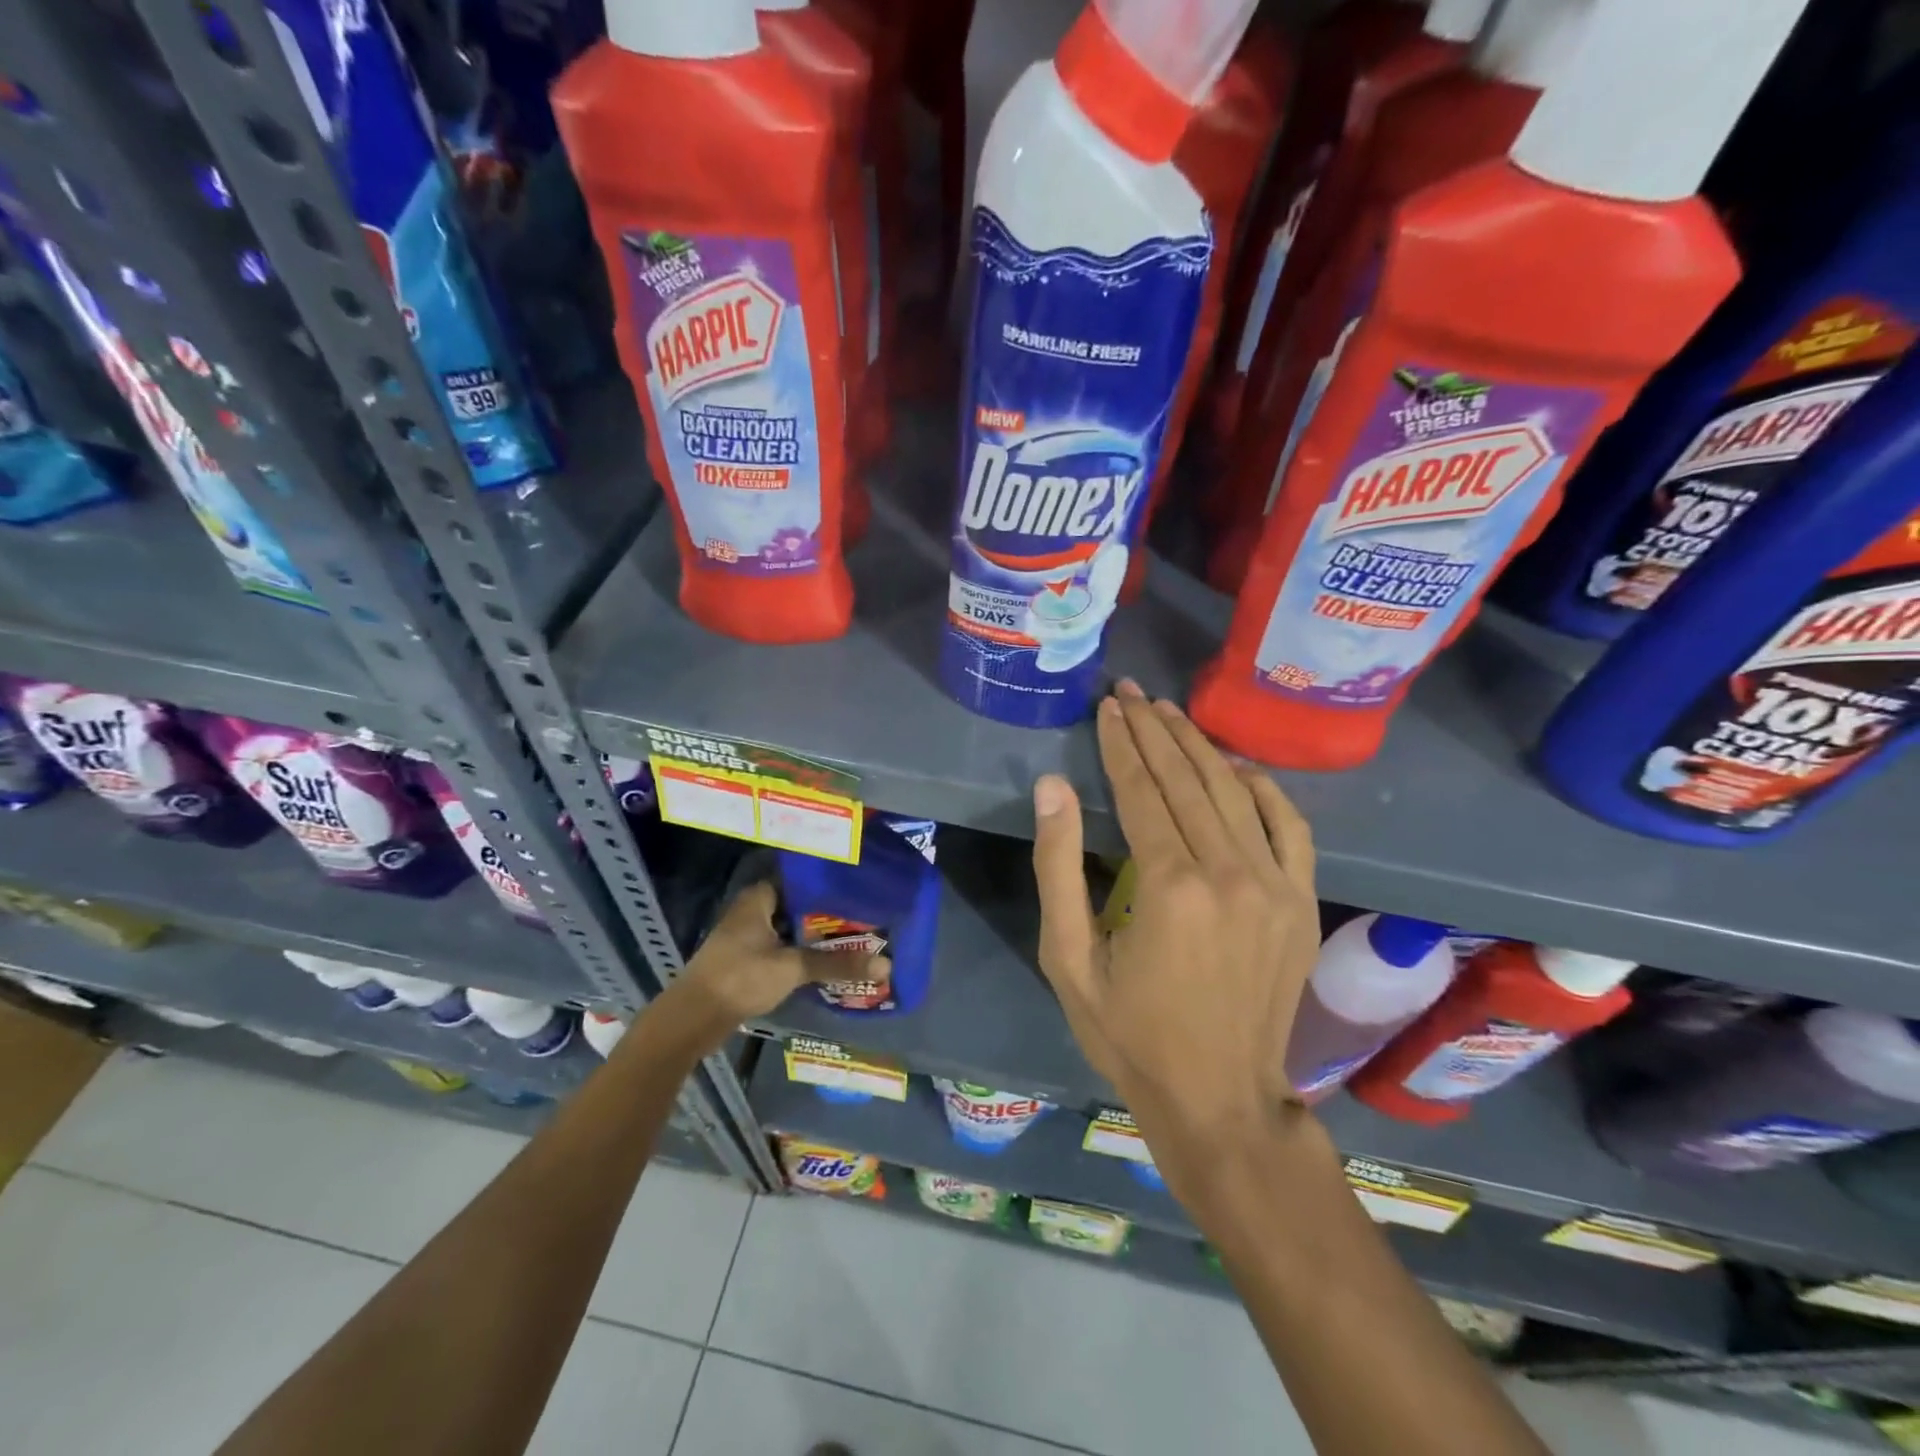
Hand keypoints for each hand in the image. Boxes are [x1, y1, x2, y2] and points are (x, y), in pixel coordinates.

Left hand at [679, 881, 880, 1022]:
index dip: (827, 883)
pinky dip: (801, 954)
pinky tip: (826, 962)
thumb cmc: (740, 978)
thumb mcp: (792, 968)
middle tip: (864, 916)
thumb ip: (836, 964)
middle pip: (797, 906)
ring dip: (814, 937)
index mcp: (757, 899)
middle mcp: (751, 912)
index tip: (858, 888)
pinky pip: (781, 949)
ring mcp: (746, 937)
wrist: (692, 1019)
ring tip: (853, 938)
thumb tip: (885, 964)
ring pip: (790, 930)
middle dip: (827, 914)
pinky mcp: (746, 961)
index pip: (799, 878)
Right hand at [1030, 681, 1320, 1195]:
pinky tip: (1236, 767)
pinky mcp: (1301, 902)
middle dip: (1155, 731)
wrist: (1219, 1099)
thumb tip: (1053, 787)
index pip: (1142, 792)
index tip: (1107, 707)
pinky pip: (1290, 827)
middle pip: (1188, 780)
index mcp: (1170, 887)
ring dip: (1198, 747)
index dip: (1121, 744)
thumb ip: (1059, 867)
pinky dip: (1263, 789)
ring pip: (1234, 793)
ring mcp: (1276, 886)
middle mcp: (1230, 873)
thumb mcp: (1069, 958)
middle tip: (1131, 692)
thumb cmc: (1129, 1033)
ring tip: (1169, 713)